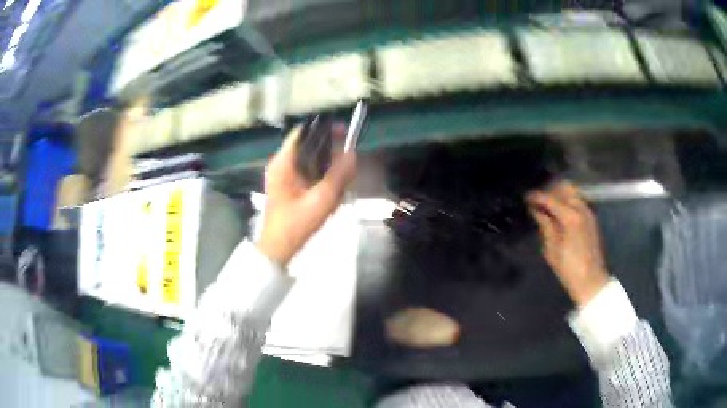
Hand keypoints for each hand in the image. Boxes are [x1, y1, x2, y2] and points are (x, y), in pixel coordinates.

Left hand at [256, 124, 355, 264]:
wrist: (278, 250)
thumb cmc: (295, 225)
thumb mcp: (321, 200)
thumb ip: (338, 175)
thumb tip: (352, 154)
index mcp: (284, 162)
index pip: (303, 132)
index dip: (324, 129)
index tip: (345, 132)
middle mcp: (282, 165)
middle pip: (310, 147)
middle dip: (331, 157)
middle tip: (348, 170)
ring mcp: (285, 177)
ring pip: (313, 163)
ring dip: (329, 173)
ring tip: (339, 191)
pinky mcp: (289, 188)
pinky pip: (310, 176)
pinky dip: (323, 183)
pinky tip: (330, 198)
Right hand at [527, 181, 609, 306]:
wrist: (591, 280)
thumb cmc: (569, 268)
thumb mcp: (552, 249)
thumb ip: (545, 225)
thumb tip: (536, 210)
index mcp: (570, 216)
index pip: (550, 198)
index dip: (536, 196)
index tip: (525, 197)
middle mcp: (581, 208)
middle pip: (564, 188)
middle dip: (550, 191)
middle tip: (538, 200)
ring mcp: (589, 212)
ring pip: (573, 192)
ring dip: (560, 195)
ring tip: (547, 206)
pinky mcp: (592, 218)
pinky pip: (578, 201)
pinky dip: (568, 201)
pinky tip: (559, 212)